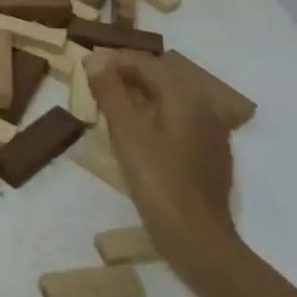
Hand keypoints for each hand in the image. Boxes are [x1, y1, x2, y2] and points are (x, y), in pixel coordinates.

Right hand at [86, 50, 241, 276]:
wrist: (196, 237)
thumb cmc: (157, 180)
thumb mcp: (126, 132)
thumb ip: (110, 91)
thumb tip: (95, 59)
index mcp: (185, 95)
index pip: (145, 63)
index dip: (113, 60)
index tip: (85, 64)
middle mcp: (203, 106)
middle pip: (161, 77)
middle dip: (127, 75)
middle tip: (95, 83)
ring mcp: (210, 131)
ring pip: (170, 99)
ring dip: (140, 96)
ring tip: (110, 106)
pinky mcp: (209, 153)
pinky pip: (178, 120)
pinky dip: (155, 116)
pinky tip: (137, 133)